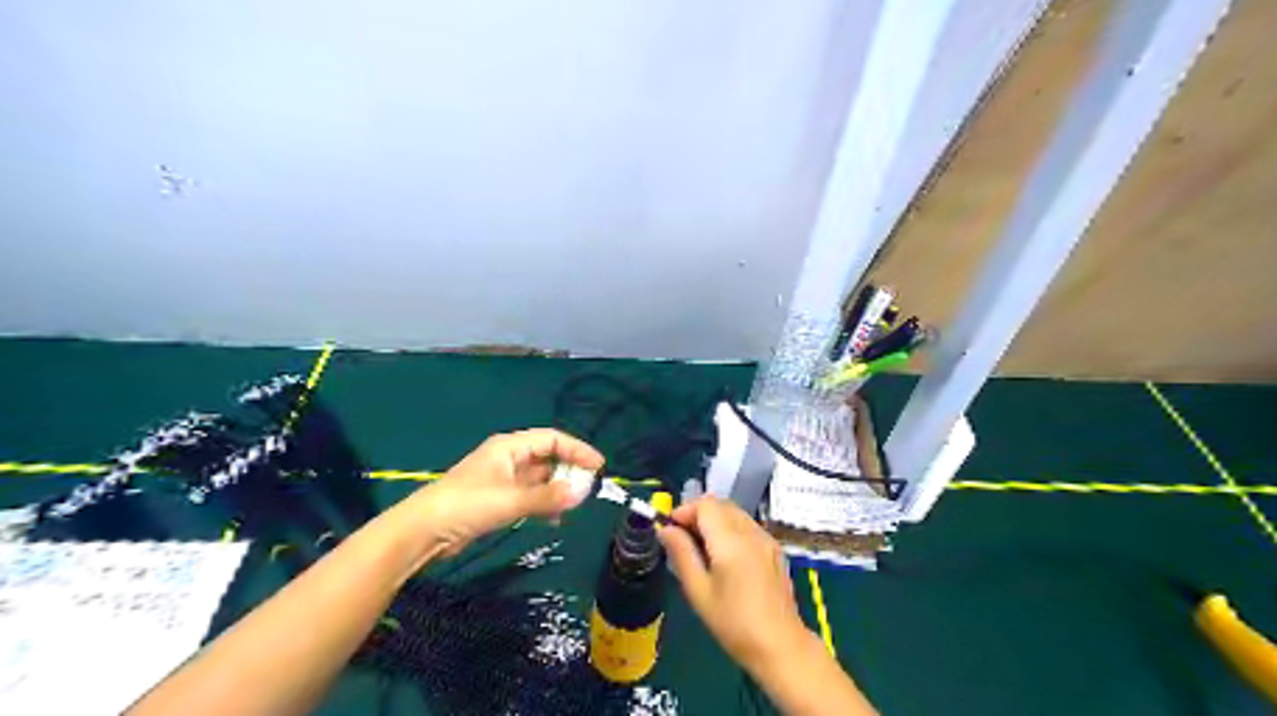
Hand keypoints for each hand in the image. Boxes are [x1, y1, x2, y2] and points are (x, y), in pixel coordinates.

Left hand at [397, 429, 601, 554]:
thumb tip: (583, 493)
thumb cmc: (467, 505)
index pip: (552, 439)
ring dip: (557, 490)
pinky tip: (553, 519)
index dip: (577, 450)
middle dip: (569, 471)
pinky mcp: (498, 500)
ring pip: (540, 479)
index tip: (598, 466)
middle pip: (548, 458)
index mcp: (510, 447)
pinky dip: (544, 504)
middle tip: (588, 489)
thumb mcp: (511, 500)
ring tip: (574, 505)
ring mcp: (503, 480)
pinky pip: (530, 496)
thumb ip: (548, 497)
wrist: (424, 531)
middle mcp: (508, 458)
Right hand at [659, 497, 804, 670]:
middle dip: (698, 514)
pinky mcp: (775, 549)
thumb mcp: (698, 591)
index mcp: (730, 541)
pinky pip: (748, 526)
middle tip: (683, 538)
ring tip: (702, 549)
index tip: (671, 530)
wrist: (780, 645)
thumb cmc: (733, 623)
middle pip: (721, 504)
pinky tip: (726, 557)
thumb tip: (665, 529)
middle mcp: (751, 532)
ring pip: (735, 513)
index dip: (685, 511)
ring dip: (715, 521)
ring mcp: (766, 539)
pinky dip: (731, 529)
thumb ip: (681, 553)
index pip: (705, 504)